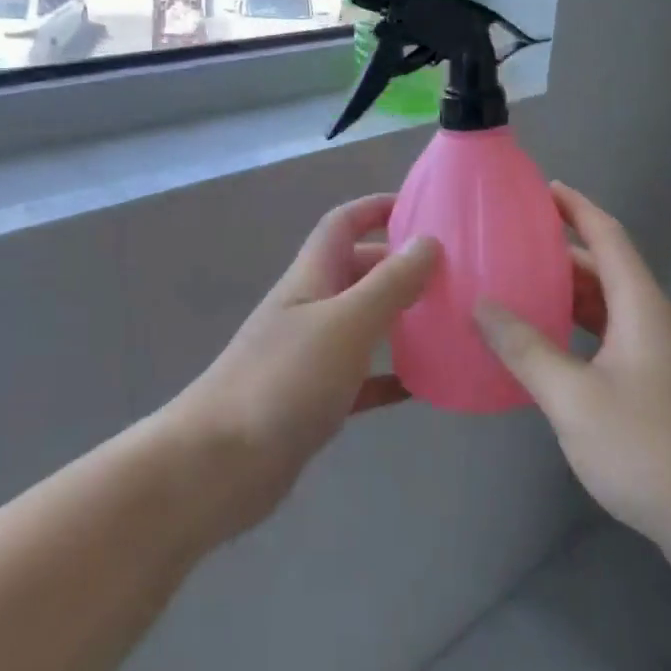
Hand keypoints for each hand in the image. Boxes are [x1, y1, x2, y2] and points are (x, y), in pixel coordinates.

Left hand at [164, 194, 439, 536]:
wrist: (219, 465)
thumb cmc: (283, 381)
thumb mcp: (346, 323)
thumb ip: (389, 283)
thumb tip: (429, 241)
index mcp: (311, 278)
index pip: (342, 224)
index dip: (376, 207)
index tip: (422, 206)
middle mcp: (309, 309)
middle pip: (357, 271)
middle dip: (399, 264)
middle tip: (451, 272)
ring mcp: (309, 356)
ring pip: (362, 324)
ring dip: (400, 318)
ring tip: (448, 321)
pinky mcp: (314, 400)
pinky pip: (361, 378)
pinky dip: (390, 375)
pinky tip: (424, 385)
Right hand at [474, 184, 670, 570]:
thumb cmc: (653, 448)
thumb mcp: (575, 398)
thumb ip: (526, 349)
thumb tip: (482, 305)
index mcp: (641, 307)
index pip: (608, 236)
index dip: (577, 207)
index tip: (542, 188)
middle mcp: (654, 323)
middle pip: (606, 271)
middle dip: (561, 253)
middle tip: (511, 246)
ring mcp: (661, 360)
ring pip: (608, 311)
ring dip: (568, 297)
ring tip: (519, 291)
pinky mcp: (660, 394)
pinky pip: (610, 344)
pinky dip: (577, 335)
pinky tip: (548, 354)